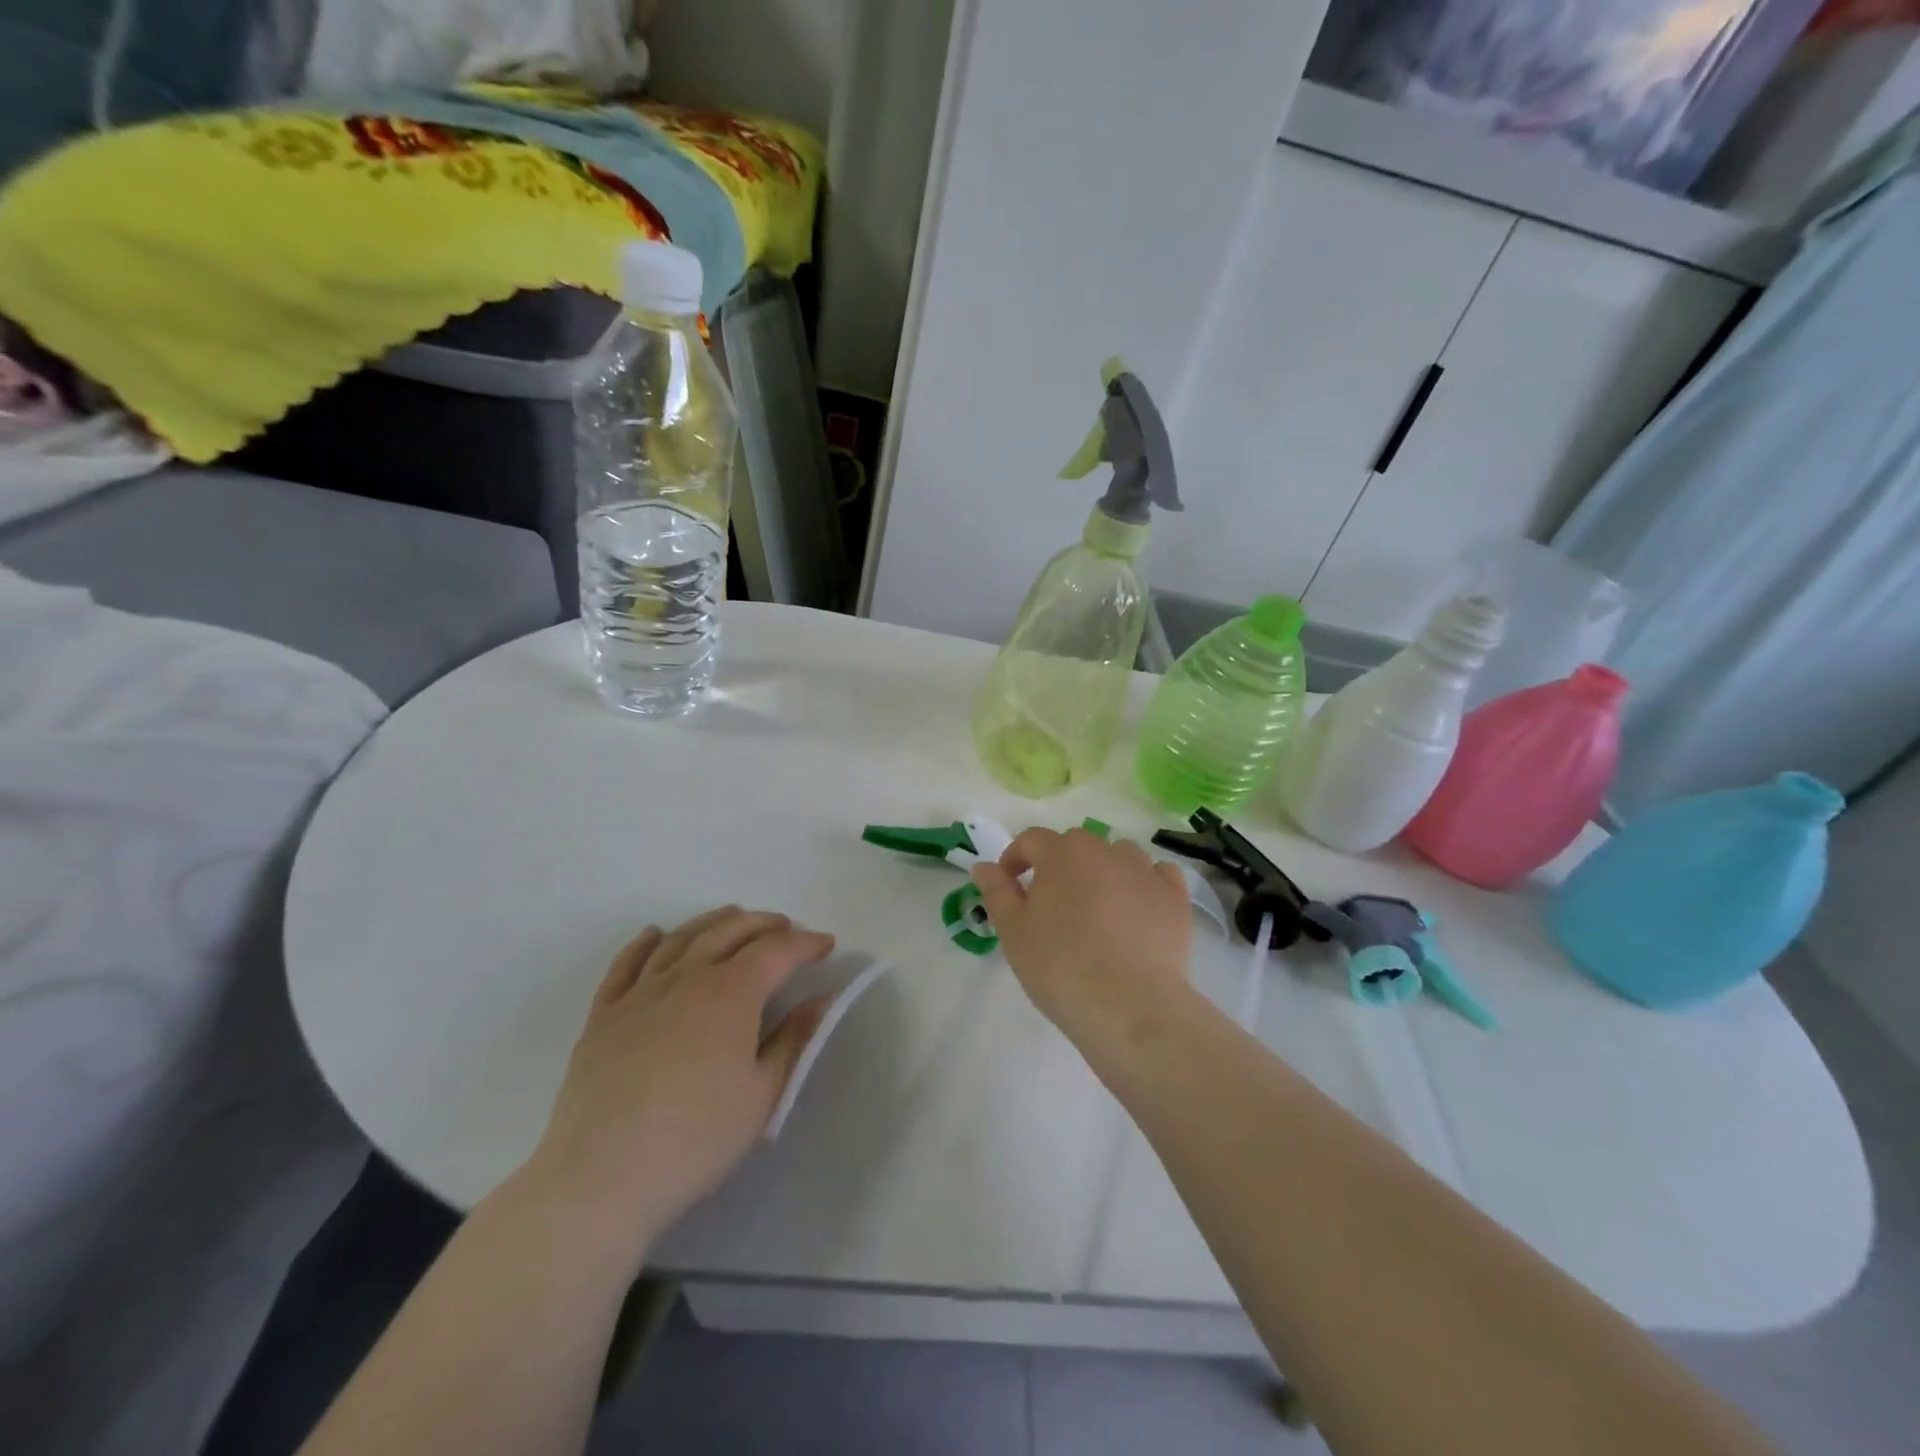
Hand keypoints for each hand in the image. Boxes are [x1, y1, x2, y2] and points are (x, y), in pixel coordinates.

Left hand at [519, 907, 831, 1258]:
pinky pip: (626, 965)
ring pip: (682, 939)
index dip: (805, 944)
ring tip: (733, 917)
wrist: (600, 1178)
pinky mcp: (603, 1016)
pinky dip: (644, 943)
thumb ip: (794, 1040)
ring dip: (713, 922)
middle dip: (764, 924)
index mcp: (731, 993)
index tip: (827, 945)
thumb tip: (821, 1000)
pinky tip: (655, 935)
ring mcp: (640, 993)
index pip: (777, 951)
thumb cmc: (696, 1139)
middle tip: (787, 928)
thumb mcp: (762, 1094)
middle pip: (730, 932)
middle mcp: (687, 978)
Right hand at [971, 828, 1192, 1038]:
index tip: (1009, 884)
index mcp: (1062, 854)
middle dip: (1060, 864)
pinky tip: (1138, 907)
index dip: (1016, 858)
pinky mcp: (1175, 898)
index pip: (1032, 840)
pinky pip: (1158, 874)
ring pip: (1119, 855)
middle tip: (1052, 903)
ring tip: (1097, 906)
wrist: (1129, 1006)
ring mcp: (1145, 872)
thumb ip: (997, 892)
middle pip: (1077, 844)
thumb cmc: (1060, 967)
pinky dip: (1145, 883)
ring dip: (1103, 870)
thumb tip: (984, 866)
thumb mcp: (1013, 932)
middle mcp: (1105, 851)